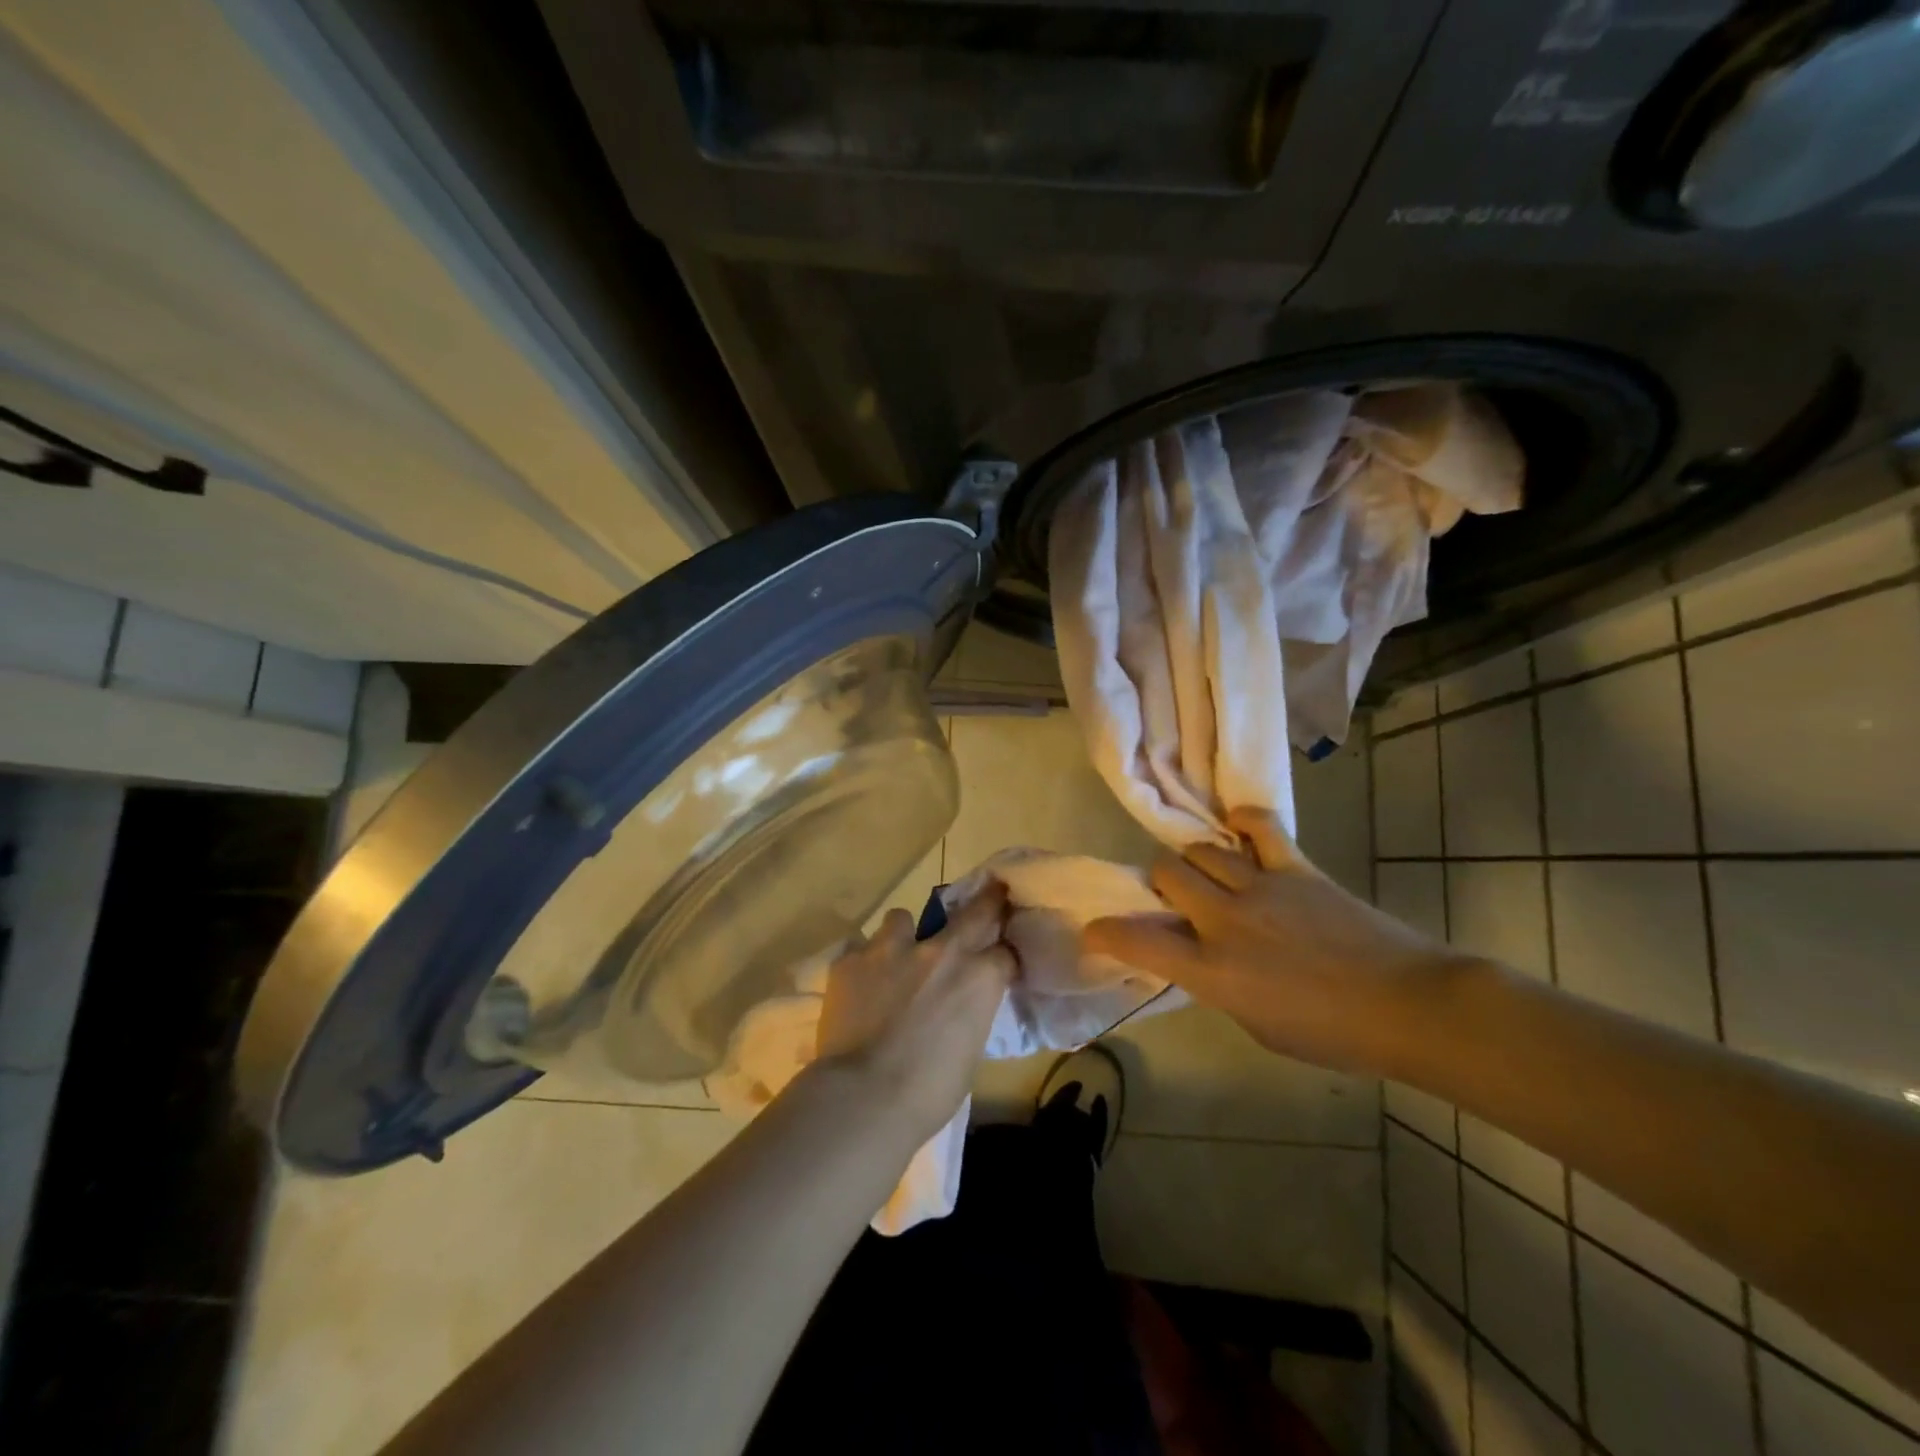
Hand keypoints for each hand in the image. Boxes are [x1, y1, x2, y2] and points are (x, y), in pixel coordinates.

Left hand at [814, 882, 1015, 1142]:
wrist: (864, 1097)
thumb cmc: (928, 1092)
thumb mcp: (969, 1053)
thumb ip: (969, 1014)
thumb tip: (960, 1008)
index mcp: (979, 979)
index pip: (1006, 952)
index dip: (1003, 956)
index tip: (1001, 960)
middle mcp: (941, 951)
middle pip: (975, 910)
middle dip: (986, 901)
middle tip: (989, 894)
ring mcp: (892, 949)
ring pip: (902, 918)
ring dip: (903, 935)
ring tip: (894, 959)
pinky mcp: (851, 959)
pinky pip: (860, 948)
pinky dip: (863, 963)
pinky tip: (857, 986)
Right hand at [1084, 808, 1464, 1071]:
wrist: (1410, 1006)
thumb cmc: (1334, 1034)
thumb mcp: (1258, 1026)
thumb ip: (1219, 987)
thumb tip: (1202, 959)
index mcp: (1213, 972)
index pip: (1138, 943)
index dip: (1106, 933)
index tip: (1094, 931)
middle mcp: (1225, 921)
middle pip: (1165, 873)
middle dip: (1158, 882)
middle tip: (1173, 898)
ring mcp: (1260, 888)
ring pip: (1200, 849)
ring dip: (1193, 860)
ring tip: (1207, 873)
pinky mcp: (1296, 868)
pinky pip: (1258, 827)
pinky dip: (1241, 822)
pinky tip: (1236, 828)